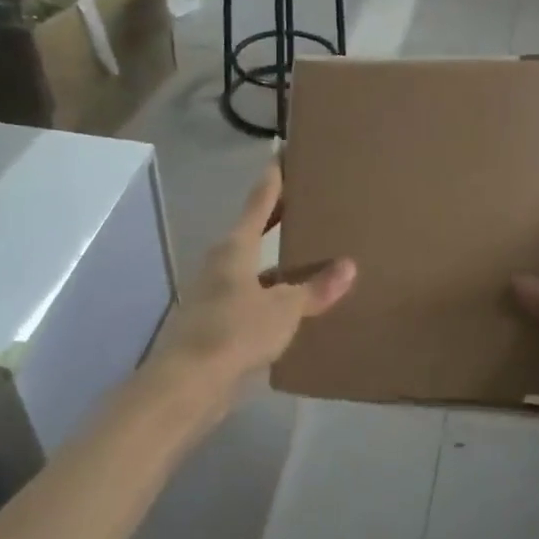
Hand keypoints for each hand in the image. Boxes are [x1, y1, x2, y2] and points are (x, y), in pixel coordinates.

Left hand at [155, 161, 356, 386]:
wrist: (188, 384)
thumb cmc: (235, 332)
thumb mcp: (284, 309)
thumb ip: (315, 289)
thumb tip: (349, 266)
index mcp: (235, 248)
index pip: (258, 203)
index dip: (273, 179)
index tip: (282, 154)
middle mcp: (222, 264)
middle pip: (253, 231)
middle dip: (277, 217)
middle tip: (305, 200)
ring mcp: (217, 294)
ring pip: (254, 267)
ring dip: (277, 260)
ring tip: (309, 253)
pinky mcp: (218, 322)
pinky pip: (253, 297)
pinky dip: (273, 293)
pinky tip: (294, 302)